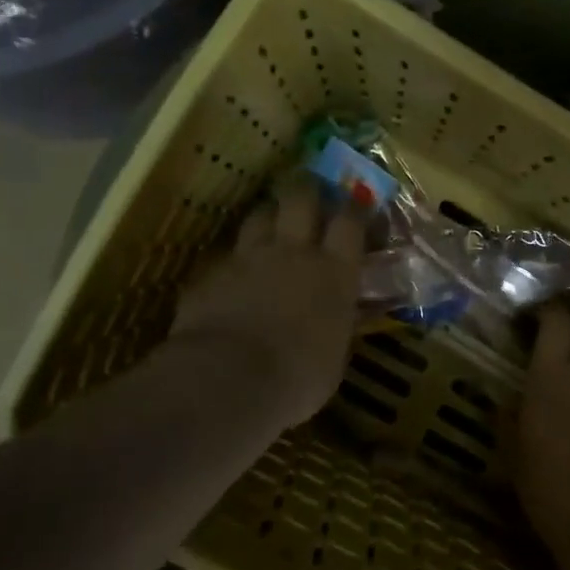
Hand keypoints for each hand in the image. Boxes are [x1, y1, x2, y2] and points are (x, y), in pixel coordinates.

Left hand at [169, 180, 366, 431]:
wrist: (228, 381)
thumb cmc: (298, 378)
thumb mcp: (335, 358)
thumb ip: (339, 327)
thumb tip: (347, 317)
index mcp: (334, 272)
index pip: (350, 221)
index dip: (356, 206)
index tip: (358, 200)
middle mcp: (293, 252)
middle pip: (301, 198)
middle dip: (307, 188)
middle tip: (309, 190)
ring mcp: (248, 258)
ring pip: (259, 216)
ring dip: (267, 215)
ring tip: (270, 222)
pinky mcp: (210, 273)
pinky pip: (225, 255)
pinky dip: (233, 260)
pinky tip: (231, 274)